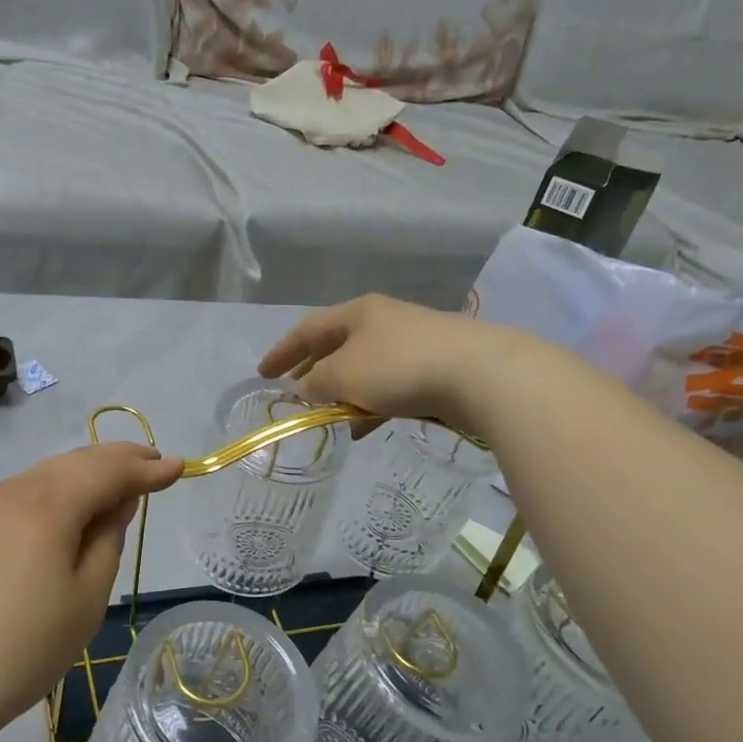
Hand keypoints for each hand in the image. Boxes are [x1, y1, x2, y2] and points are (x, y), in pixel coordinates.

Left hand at [0, 443, 182, 736]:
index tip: (179, 466)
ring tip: (99, 496)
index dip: (147, 468)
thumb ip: (108, 539)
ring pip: (35, 481)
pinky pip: (3, 503)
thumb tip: (117, 501)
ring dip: (73, 482)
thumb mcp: (86, 599)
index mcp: (47, 504)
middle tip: (147, 464)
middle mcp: (7, 490)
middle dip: (113, 461)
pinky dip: (35, 504)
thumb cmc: (22, 649)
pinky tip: (40, 530)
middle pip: (70, 463)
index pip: (108, 470)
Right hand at [257, 294, 511, 431]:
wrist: (480, 375)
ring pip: (364, 368)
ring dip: (341, 392)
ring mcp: (412, 344)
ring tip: (325, 417)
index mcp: (357, 313)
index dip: (282, 351)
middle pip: (337, 346)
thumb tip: (302, 389)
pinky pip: (389, 387)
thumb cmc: (399, 367)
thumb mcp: (344, 375)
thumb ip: (316, 382)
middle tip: (293, 392)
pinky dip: (370, 404)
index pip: (308, 329)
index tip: (262, 374)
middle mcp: (383, 322)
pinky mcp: (435, 369)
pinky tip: (363, 428)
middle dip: (312, 371)